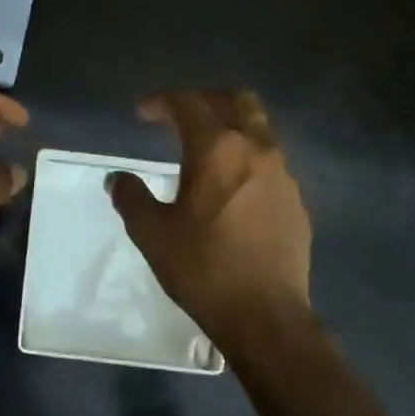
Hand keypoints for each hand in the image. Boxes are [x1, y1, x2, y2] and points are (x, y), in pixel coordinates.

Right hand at [109, 90, 311, 340]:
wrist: (265, 315)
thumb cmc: (202, 268)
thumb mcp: (151, 233)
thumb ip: (131, 197)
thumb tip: (118, 179)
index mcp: (216, 149)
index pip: (187, 103)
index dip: (161, 101)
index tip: (142, 113)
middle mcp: (256, 149)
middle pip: (236, 100)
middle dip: (205, 99)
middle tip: (181, 116)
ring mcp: (283, 174)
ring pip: (260, 129)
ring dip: (231, 128)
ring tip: (207, 151)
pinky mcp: (296, 201)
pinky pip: (271, 163)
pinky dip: (248, 160)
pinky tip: (232, 190)